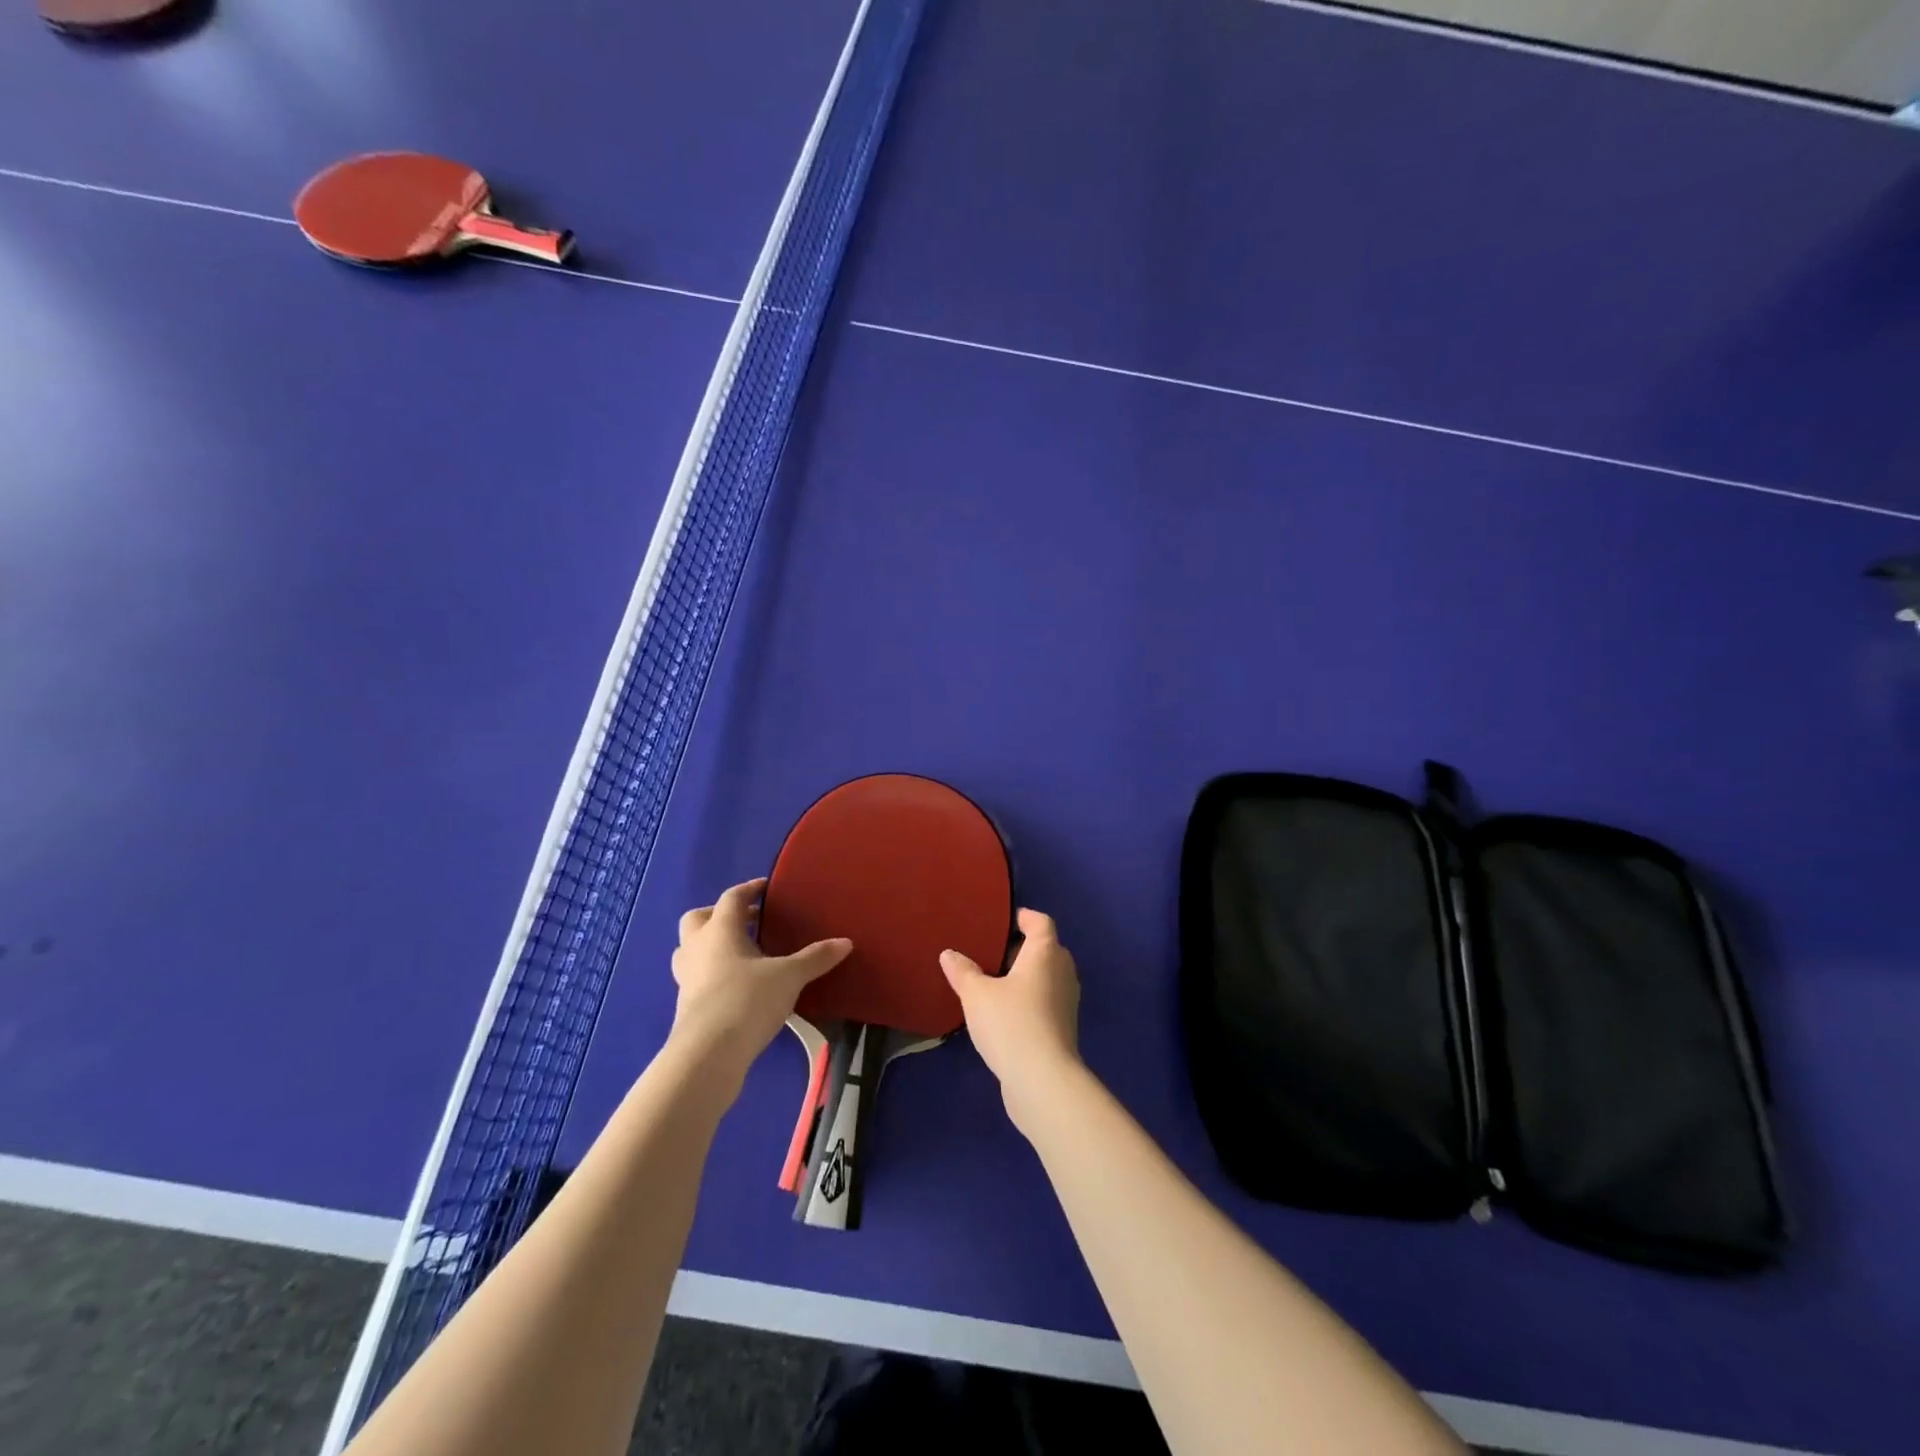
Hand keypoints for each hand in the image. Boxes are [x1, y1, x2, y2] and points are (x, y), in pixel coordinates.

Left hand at [669, 878, 850, 1091]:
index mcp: (720, 930)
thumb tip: (845, 942)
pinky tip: (738, 985)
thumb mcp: (789, 977)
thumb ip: (815, 958)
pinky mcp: (686, 1006)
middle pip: (698, 918)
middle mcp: (697, 948)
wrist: (708, 1054)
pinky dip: (713, 973)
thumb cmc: (747, 1000)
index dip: (749, 889)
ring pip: (690, 949)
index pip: (731, 898)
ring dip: (710, 945)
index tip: (766, 887)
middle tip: (747, 921)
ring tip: (740, 953)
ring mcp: (686, 978)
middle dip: (719, 915)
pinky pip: (696, 977)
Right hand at [940, 908, 1082, 1135]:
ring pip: (1047, 976)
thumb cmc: (1010, 1023)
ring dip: (1025, 976)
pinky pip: (1046, 1000)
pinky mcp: (1064, 1027)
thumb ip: (963, 971)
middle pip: (1046, 948)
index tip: (1003, 920)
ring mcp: (1067, 1001)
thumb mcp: (977, 994)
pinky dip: (1029, 998)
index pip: (1041, 922)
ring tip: (994, 982)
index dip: (1024, 917)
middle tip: (992, 952)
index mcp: (1045, 952)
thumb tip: (949, 954)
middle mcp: (1063, 971)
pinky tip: (1005, 1011)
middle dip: (1022, 948)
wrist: (1042, 1080)